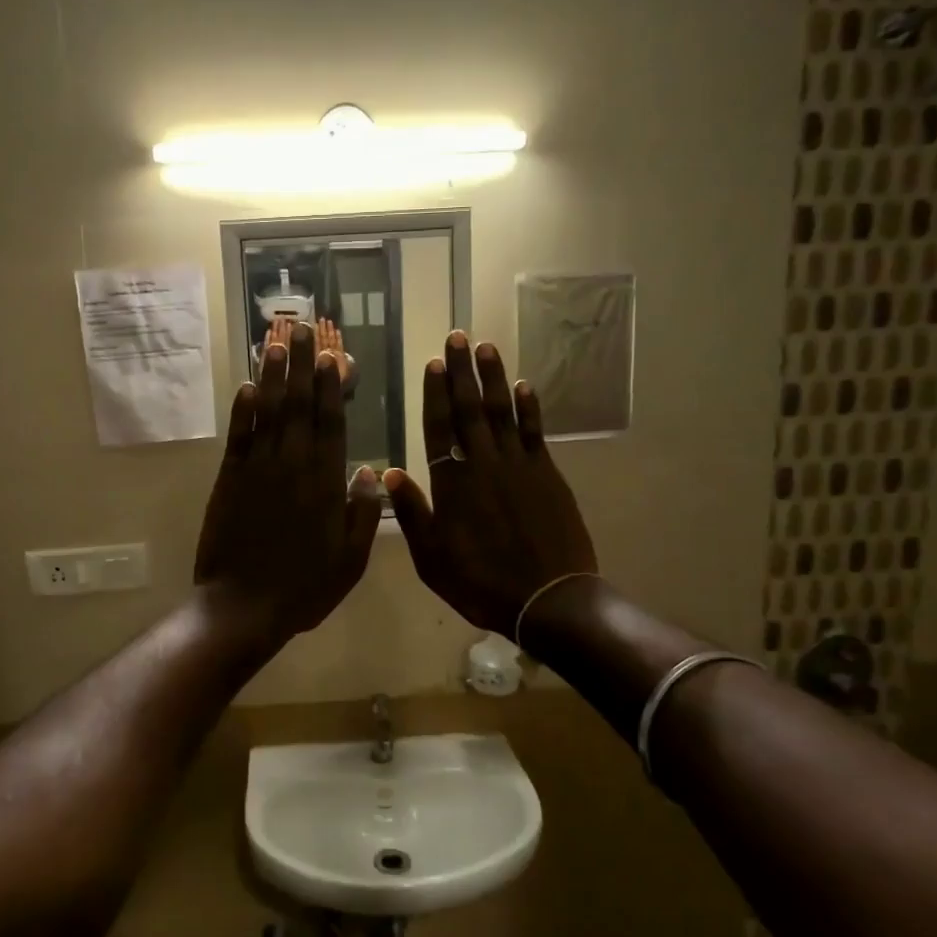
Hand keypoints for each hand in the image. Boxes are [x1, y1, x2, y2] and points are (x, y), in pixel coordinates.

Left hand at [196, 321, 384, 647]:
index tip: (334, 356)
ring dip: (273, 376)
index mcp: (325, 484)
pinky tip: (246, 386)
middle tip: (304, 328)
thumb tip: (370, 470)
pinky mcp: (228, 480)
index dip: (332, 388)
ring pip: (268, 413)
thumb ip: (362, 513)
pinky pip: (238, 437)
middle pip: (299, 407)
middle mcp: (293, 467)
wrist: (242, 607)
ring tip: (277, 342)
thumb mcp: (350, 561)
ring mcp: (257, 470)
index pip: (331, 424)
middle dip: (303, 366)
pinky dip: (242, 411)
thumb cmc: (303, 588)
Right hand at [382, 331, 597, 638]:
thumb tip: (388, 474)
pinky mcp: (548, 475)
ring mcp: (519, 466)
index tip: (431, 364)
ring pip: (502, 412)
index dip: (434, 395)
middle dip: (461, 372)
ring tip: (486, 347)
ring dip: (493, 378)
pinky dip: (528, 407)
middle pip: (469, 410)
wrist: (548, 598)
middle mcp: (484, 465)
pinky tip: (523, 386)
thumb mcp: (432, 559)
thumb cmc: (482, 583)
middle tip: (458, 337)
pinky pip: (535, 432)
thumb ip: (412, 514)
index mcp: (452, 485)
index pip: (438, 429)